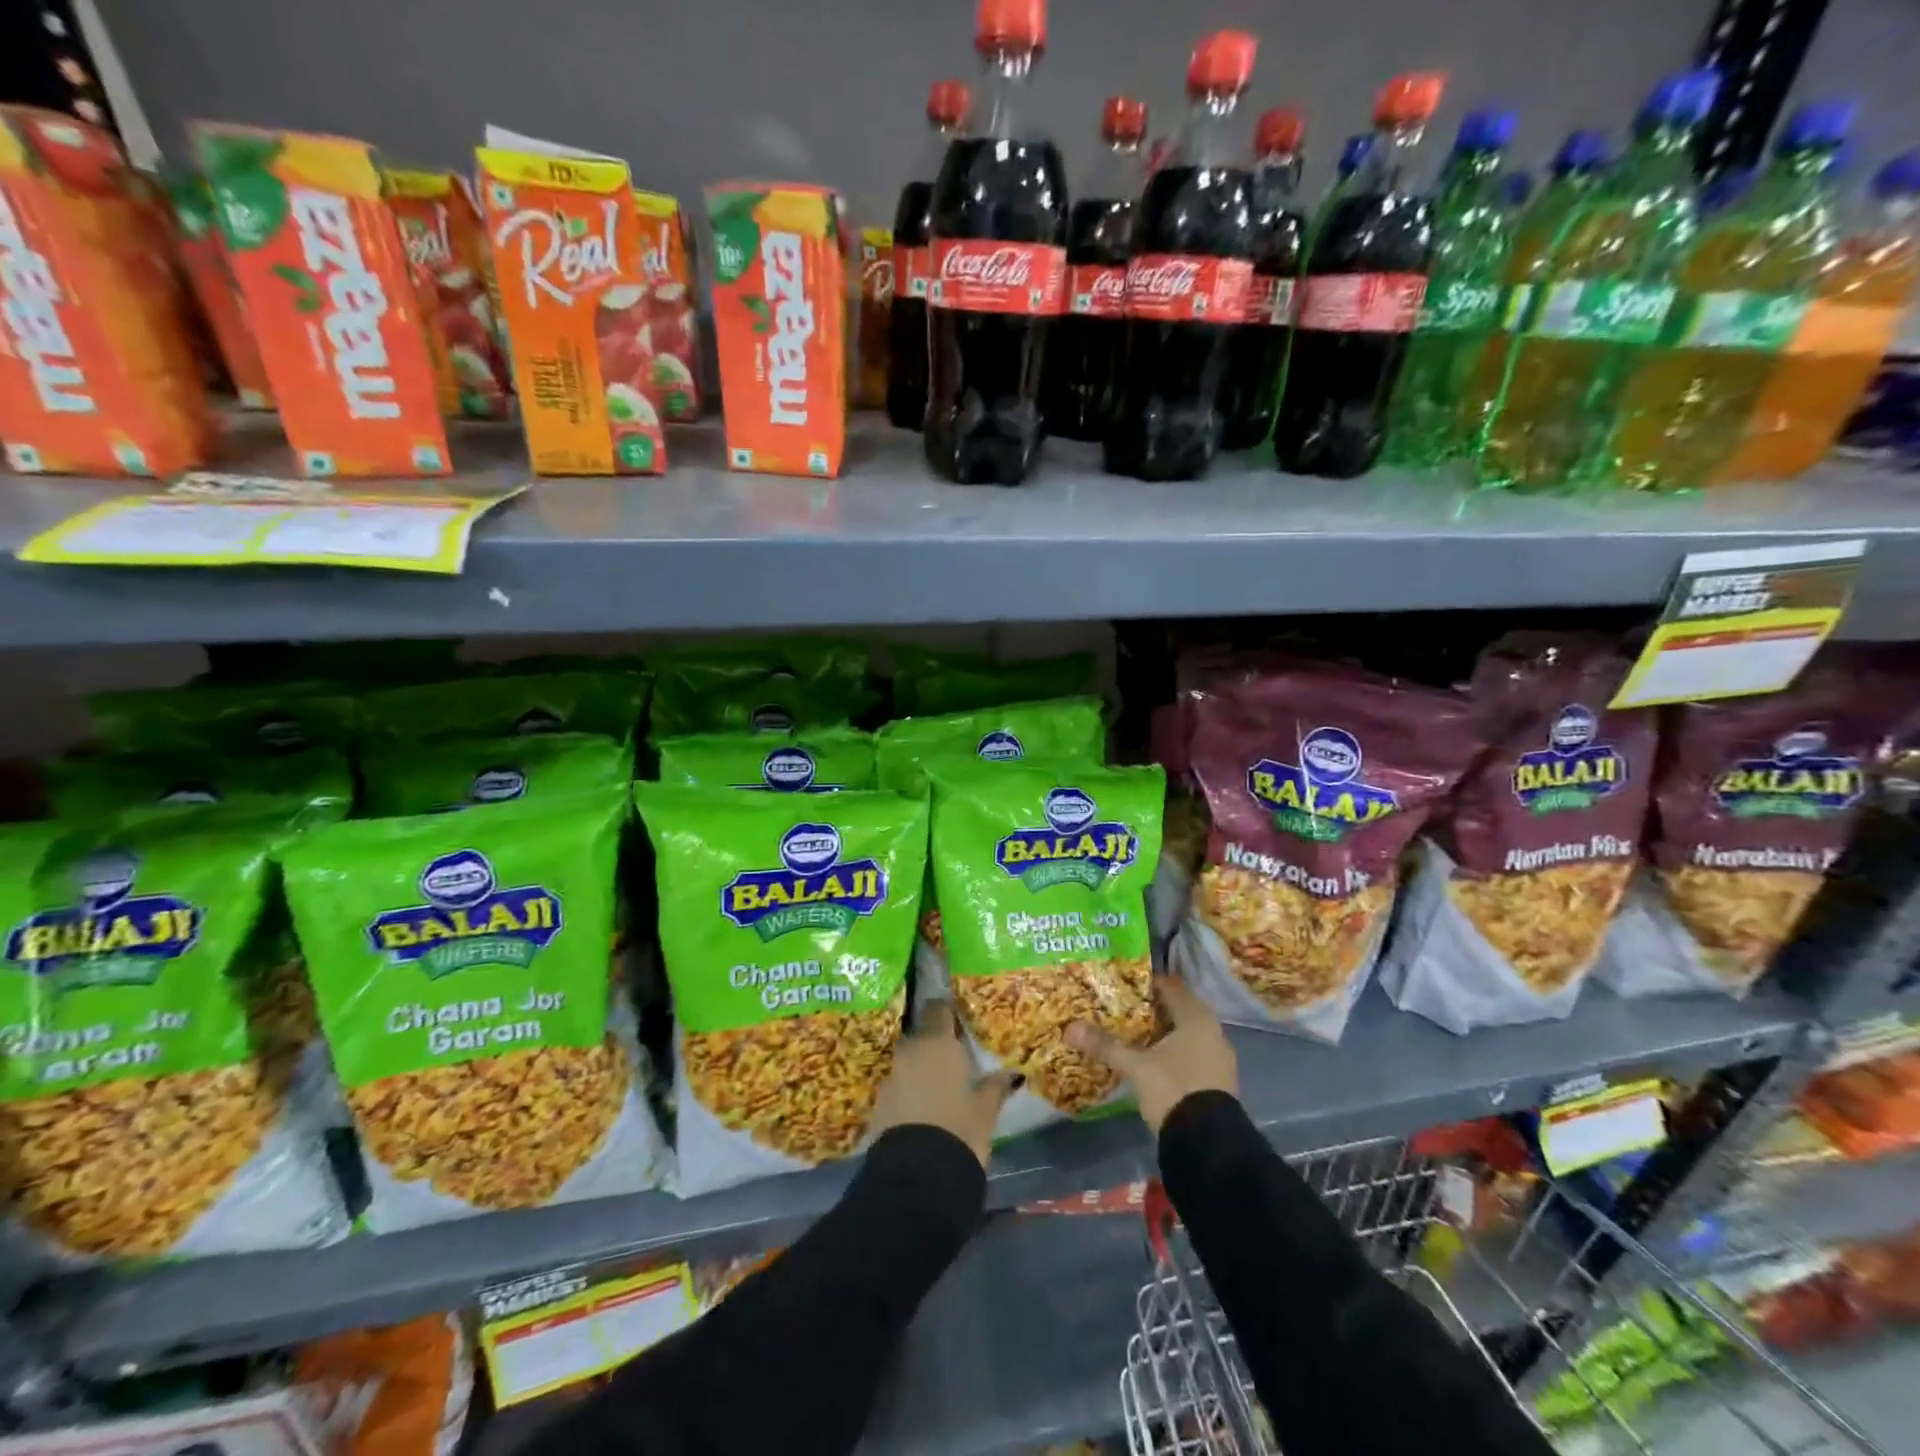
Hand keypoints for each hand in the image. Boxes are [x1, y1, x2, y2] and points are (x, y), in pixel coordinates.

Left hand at [869, 1002, 1017, 1167]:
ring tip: (940, 1085)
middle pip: (922, 1036)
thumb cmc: (959, 1130)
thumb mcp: (986, 1110)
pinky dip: (910, 1091)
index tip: (959, 1020)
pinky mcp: (878, 1103)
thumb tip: (1010, 1073)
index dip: (947, 1012)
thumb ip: (996, 1086)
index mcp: (937, 1043)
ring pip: (908, 1062)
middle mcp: (909, 1051)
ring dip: (921, 1068)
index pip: (938, 1009)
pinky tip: (923, 1108)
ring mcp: (891, 1076)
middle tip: (955, 1057)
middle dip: (935, 1044)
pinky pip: (898, 1086)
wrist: (916, 1175)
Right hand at [1067, 976, 1236, 1134]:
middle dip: (1151, 1010)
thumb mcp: (1136, 1066)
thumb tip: (1070, 1028)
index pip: (1170, 987)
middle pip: (1178, 1010)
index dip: (1146, 984)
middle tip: (1121, 1008)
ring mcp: (1218, 1057)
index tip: (1122, 985)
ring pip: (1185, 1034)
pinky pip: (1191, 1054)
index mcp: (1197, 1017)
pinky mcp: (1217, 1080)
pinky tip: (1152, 1061)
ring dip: (1162, 1033)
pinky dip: (1172, 1052)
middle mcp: (1213, 1031)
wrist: (1209, 1143)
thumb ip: (1106, 1045)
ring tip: (1132, 1034)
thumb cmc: (1174, 1088)